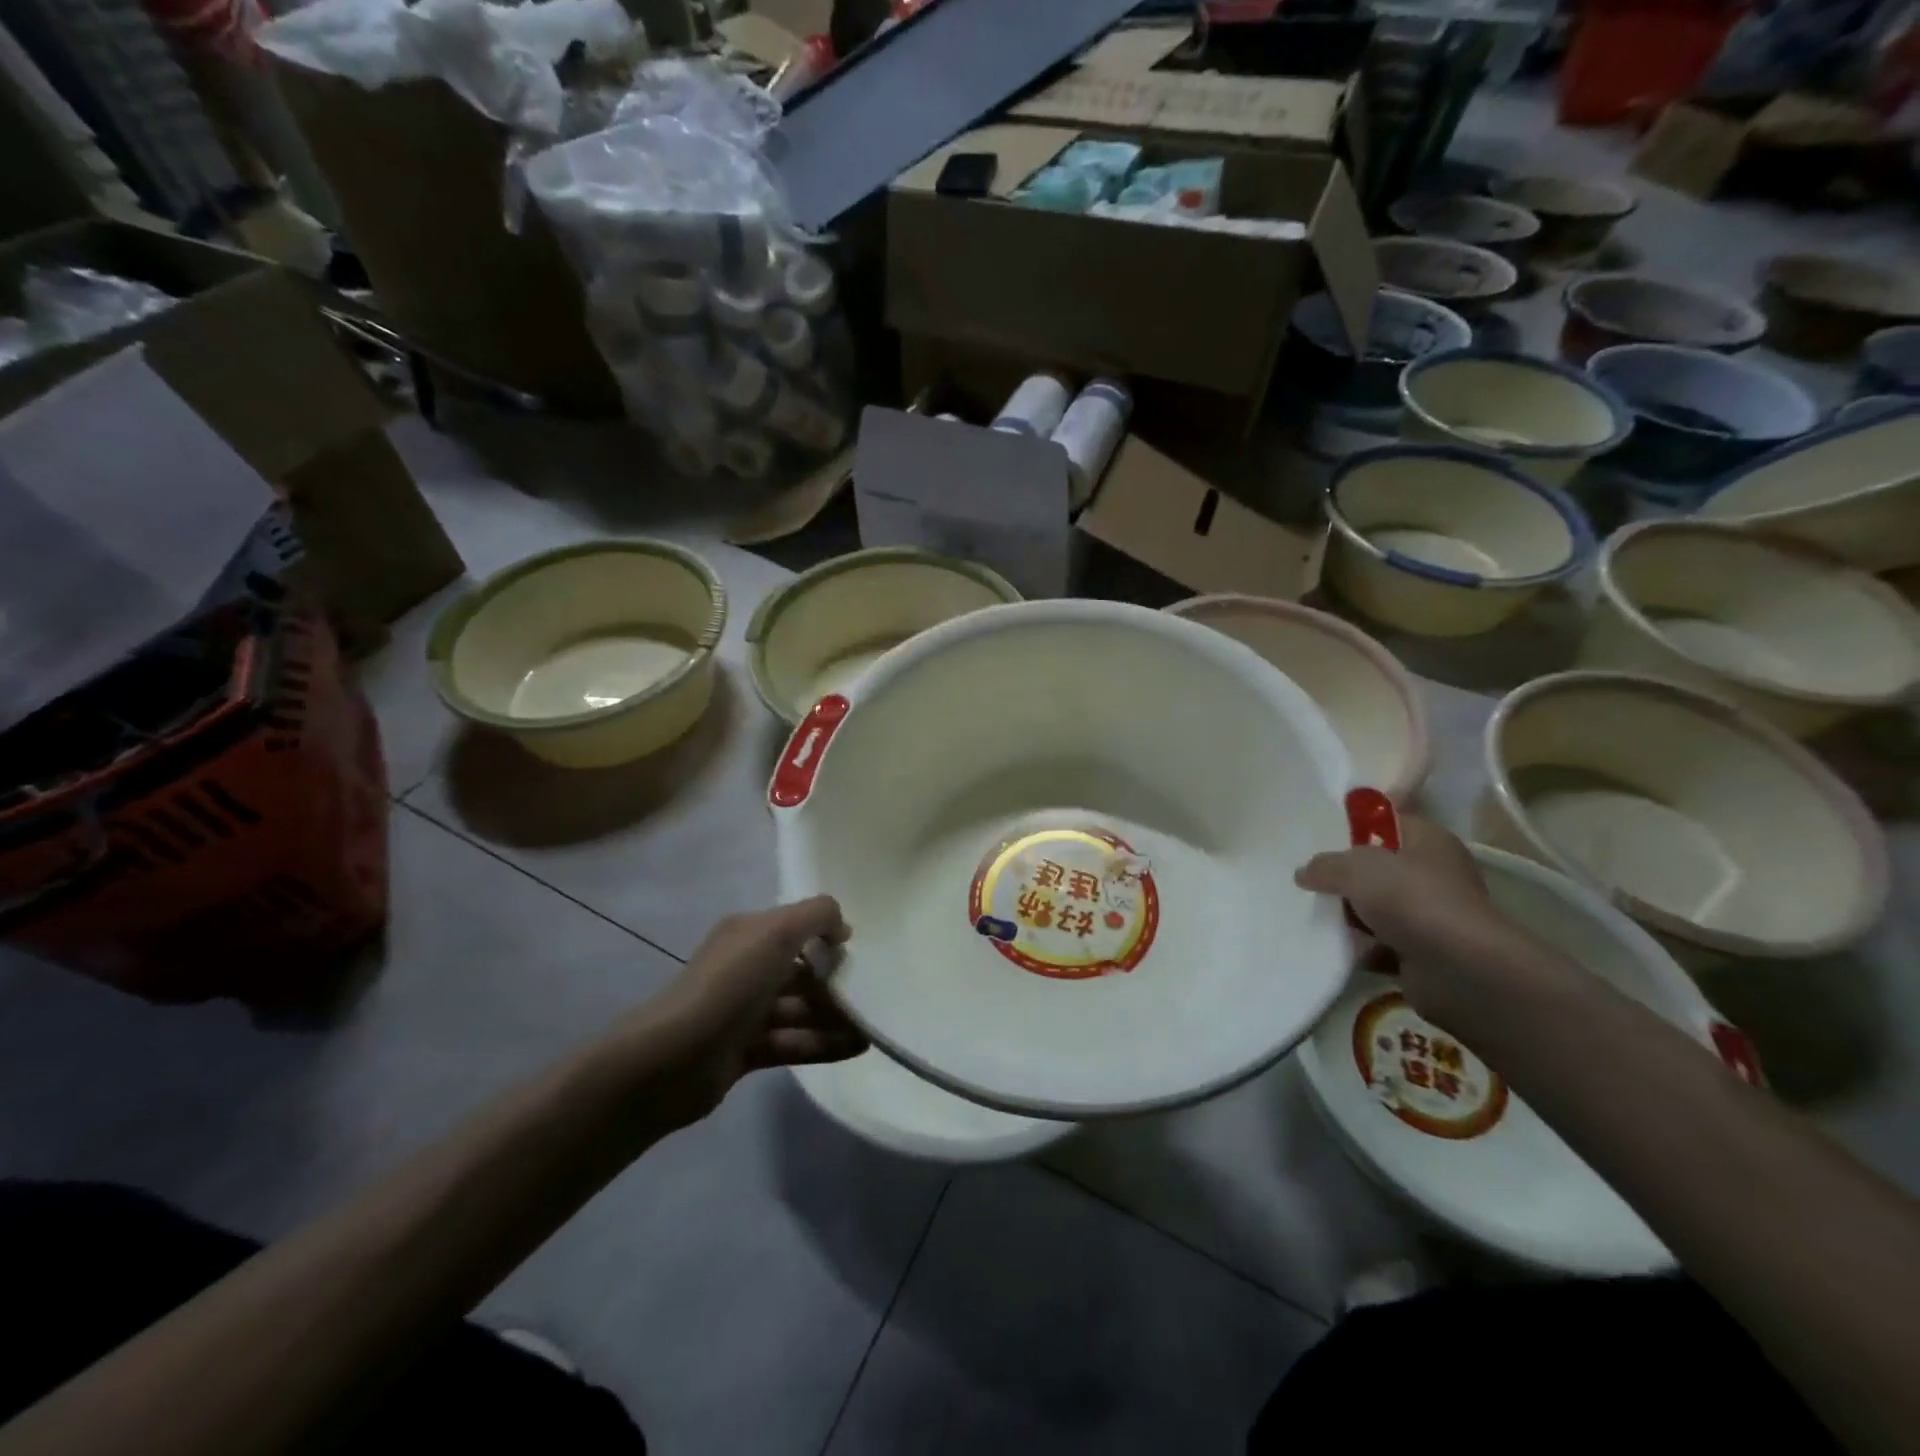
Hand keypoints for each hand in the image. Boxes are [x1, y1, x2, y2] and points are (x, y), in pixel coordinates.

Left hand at [645, 897, 866, 1124]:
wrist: (673, 1059)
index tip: (858, 947)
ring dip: (836, 1015)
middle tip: (875, 989)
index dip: (826, 933)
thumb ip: (816, 916)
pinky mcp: (746, 1051)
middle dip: (836, 979)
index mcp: (747, 935)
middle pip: (800, 970)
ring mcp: (744, 1013)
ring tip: (875, 1023)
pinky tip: (859, 1047)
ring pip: (800, 1009)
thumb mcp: (777, 933)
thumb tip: (842, 926)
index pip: (793, 926)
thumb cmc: (729, 985)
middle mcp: (745, 968)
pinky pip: (794, 1042)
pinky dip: (825, 1043)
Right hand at [1295, 818, 1538, 1022]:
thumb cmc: (1412, 900)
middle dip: (1345, 876)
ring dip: (1349, 915)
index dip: (1354, 826)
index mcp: (1428, 841)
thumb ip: (1325, 865)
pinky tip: (1331, 946)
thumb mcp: (1356, 868)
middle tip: (1309, 878)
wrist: (1459, 970)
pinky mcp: (1422, 951)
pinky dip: (1359, 947)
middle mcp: (1434, 874)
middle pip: (1378, 868)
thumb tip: (1305, 873)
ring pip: (1376, 908)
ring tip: (1311, 914)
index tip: (1319, 836)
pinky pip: (1379, 943)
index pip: (1387, 822)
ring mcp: (1430, 915)